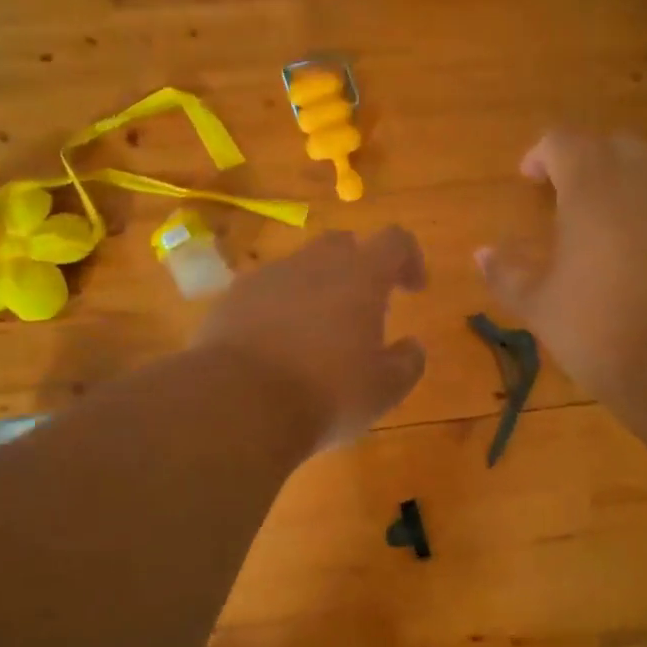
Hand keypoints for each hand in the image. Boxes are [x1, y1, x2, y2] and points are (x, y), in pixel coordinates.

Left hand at [196, 226, 427, 452]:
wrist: (239, 404)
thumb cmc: (326, 394)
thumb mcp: (384, 390)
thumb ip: (407, 362)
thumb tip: (412, 346)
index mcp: (360, 277)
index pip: (394, 242)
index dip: (409, 259)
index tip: (413, 289)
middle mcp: (314, 264)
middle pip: (342, 245)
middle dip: (357, 268)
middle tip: (362, 309)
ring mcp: (268, 278)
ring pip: (300, 268)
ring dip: (315, 290)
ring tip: (316, 335)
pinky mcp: (232, 299)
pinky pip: (265, 293)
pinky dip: (278, 309)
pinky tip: (276, 346)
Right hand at [476, 131, 646, 398]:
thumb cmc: (598, 326)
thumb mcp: (539, 305)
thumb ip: (506, 274)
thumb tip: (481, 254)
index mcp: (591, 187)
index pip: (564, 141)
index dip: (541, 154)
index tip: (527, 178)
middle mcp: (639, 183)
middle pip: (611, 146)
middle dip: (584, 160)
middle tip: (561, 193)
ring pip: (646, 173)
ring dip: (617, 186)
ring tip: (594, 226)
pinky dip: (645, 214)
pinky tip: (631, 256)